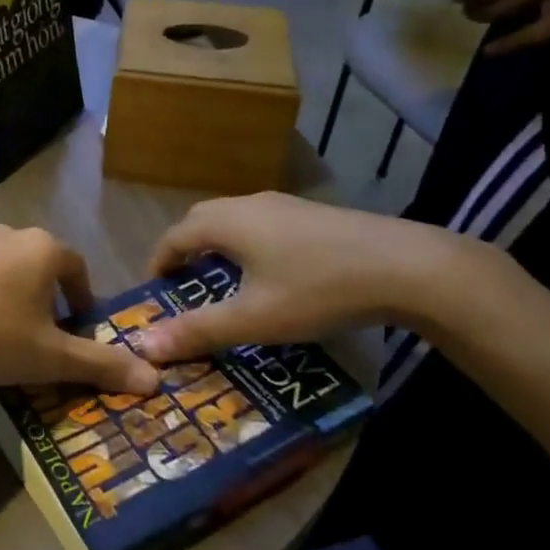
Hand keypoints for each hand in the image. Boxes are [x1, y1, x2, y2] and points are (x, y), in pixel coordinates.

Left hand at [0, 226, 159, 394]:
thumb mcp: (51, 358)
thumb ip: (102, 365)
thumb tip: (155, 380)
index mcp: (43, 248)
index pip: (77, 269)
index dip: (83, 300)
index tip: (79, 330)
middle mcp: (9, 234)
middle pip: (41, 266)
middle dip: (48, 300)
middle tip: (44, 339)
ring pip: (5, 269)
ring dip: (13, 297)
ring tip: (4, 337)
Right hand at [130, 195, 459, 364]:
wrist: (404, 266)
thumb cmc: (317, 289)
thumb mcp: (253, 319)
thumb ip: (199, 330)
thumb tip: (145, 344)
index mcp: (226, 222)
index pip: (175, 236)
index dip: (159, 262)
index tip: (154, 289)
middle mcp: (249, 204)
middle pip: (201, 220)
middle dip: (185, 250)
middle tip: (183, 284)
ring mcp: (285, 205)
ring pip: (234, 220)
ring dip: (217, 245)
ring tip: (222, 280)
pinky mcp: (313, 214)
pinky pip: (262, 224)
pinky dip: (247, 244)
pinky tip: (270, 273)